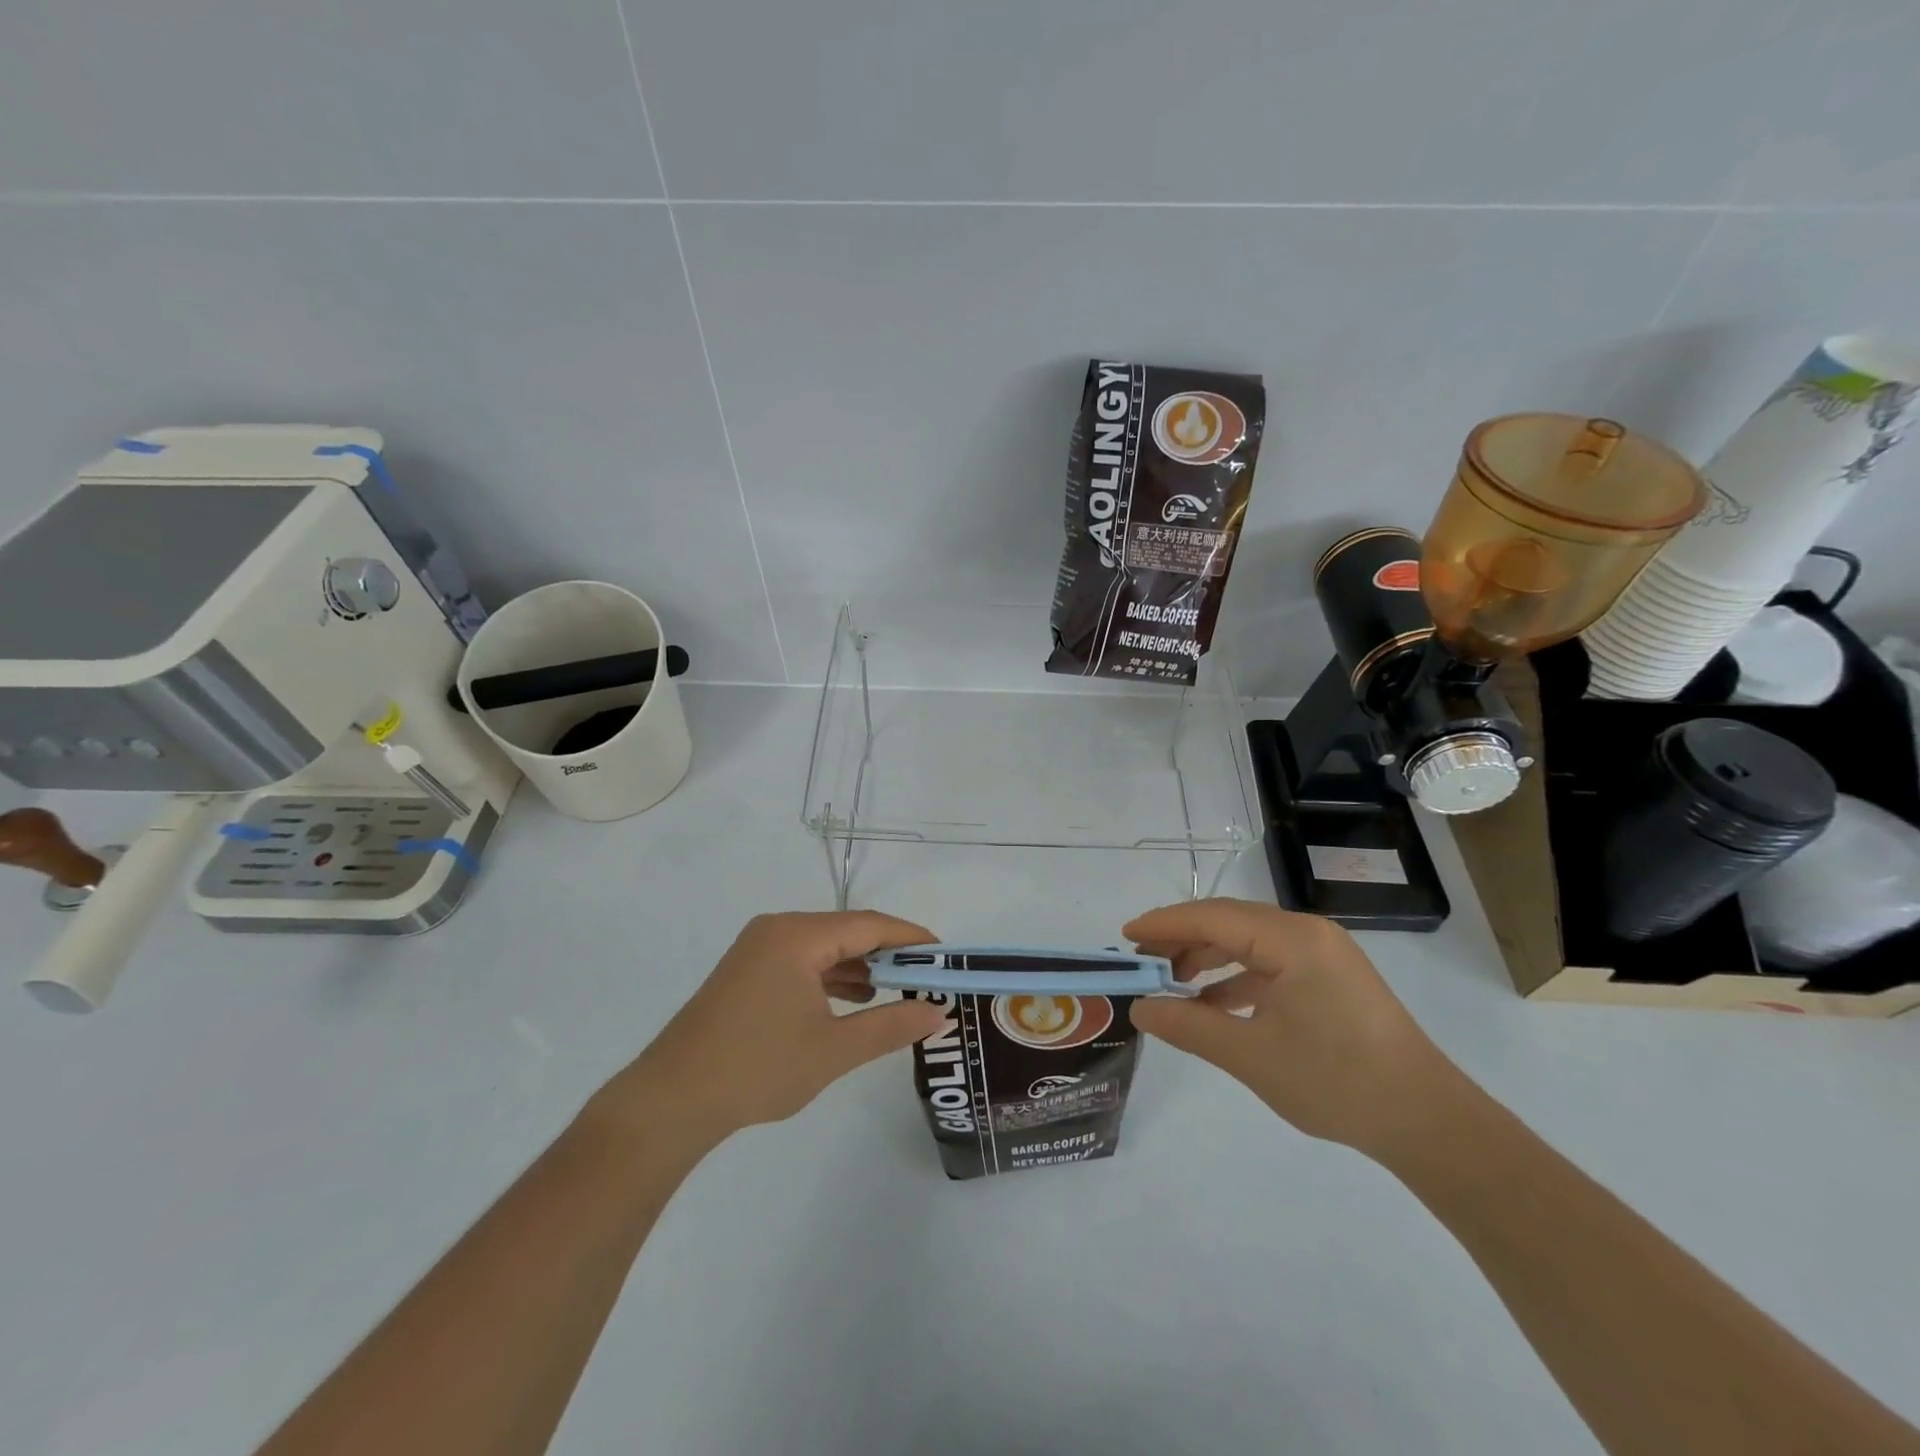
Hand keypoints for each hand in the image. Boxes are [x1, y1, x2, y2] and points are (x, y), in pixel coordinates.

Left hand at [602, 911, 947, 1147]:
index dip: (911, 938)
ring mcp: (757, 949)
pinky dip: (831, 977)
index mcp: (797, 935)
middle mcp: (777, 929)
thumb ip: (891, 1025)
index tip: (945, 956)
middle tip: (927, 978)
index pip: (869, 924)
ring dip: (860, 966)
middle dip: (888, 953)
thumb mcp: (834, 1050)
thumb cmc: (758, 1068)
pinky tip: (853, 1000)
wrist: (671, 1100)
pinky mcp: (747, 972)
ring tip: (898, 991)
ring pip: (824, 947)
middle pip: (847, 931)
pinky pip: (802, 962)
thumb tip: (938, 1012)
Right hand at [1127, 898, 1467, 1158]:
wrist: (1427, 1122)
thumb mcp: (1252, 1056)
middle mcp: (1308, 934)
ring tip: (1170, 981)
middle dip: (1182, 939)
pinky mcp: (1330, 978)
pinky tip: (1212, 1002)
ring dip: (1208, 958)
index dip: (1165, 924)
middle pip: (1230, 922)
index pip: (1213, 918)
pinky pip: (1270, 963)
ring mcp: (1323, 955)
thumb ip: (1190, 1027)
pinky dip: (1236, 977)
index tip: (1125, 936)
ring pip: (1249, 941)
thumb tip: (1140, 1009)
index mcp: (1293, 940)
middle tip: (1142, 961)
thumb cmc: (1337, 1082)